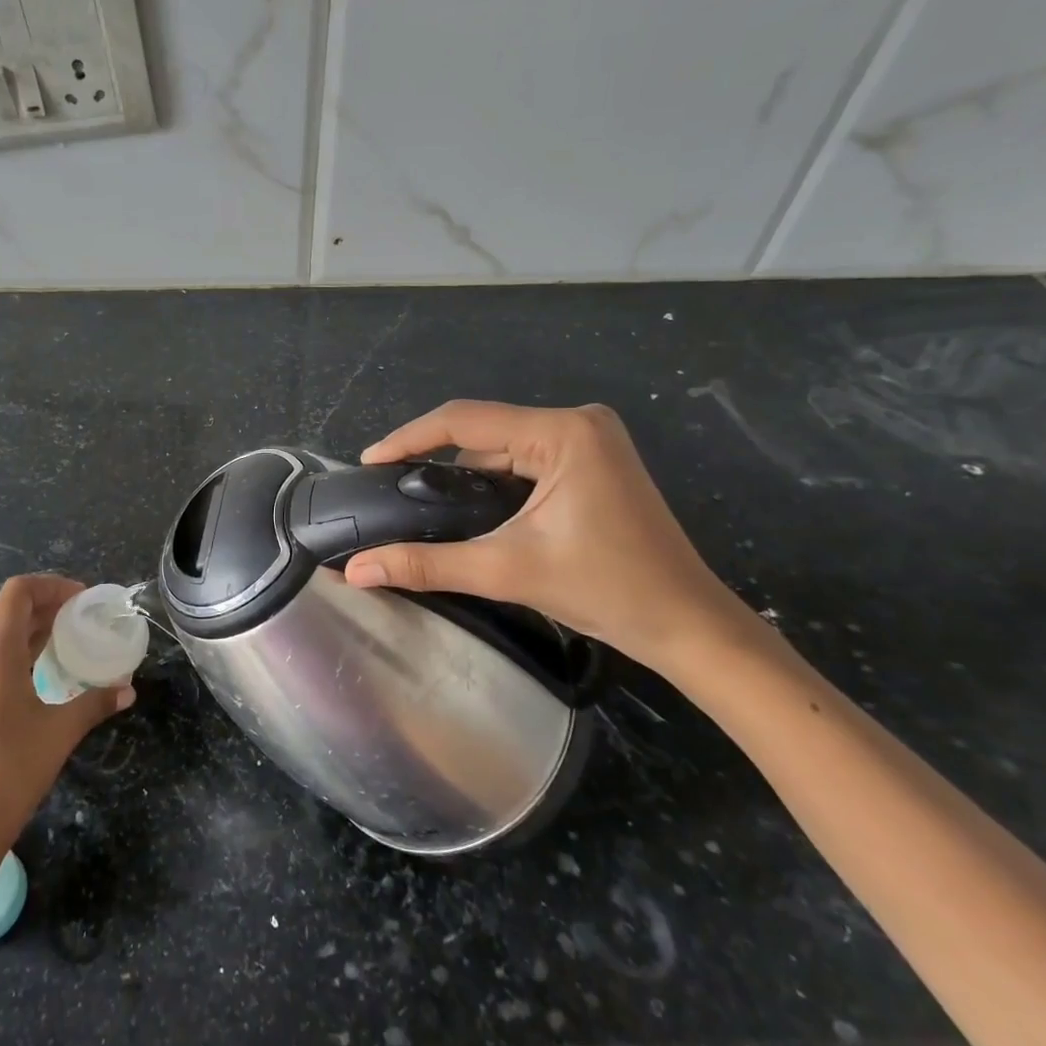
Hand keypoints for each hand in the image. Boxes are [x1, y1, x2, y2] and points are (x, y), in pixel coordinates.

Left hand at [0, 574, 134, 864]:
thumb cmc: (10, 772)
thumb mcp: (60, 732)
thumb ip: (96, 702)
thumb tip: (128, 690)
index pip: (19, 591)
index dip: (53, 585)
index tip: (83, 600)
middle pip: (11, 610)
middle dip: (49, 606)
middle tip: (85, 618)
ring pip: (0, 634)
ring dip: (35, 629)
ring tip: (70, 639)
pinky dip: (20, 651)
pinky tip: (44, 668)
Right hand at [343, 400, 755, 676]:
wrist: (688, 625)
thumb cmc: (606, 590)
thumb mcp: (507, 570)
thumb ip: (427, 564)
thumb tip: (357, 570)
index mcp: (562, 432)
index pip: (465, 420)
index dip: (409, 437)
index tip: (368, 461)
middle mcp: (577, 422)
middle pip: (484, 432)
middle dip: (435, 459)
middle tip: (389, 487)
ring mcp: (590, 440)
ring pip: (504, 447)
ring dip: (465, 473)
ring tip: (418, 500)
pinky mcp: (594, 461)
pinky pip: (526, 460)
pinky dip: (494, 482)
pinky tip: (469, 507)